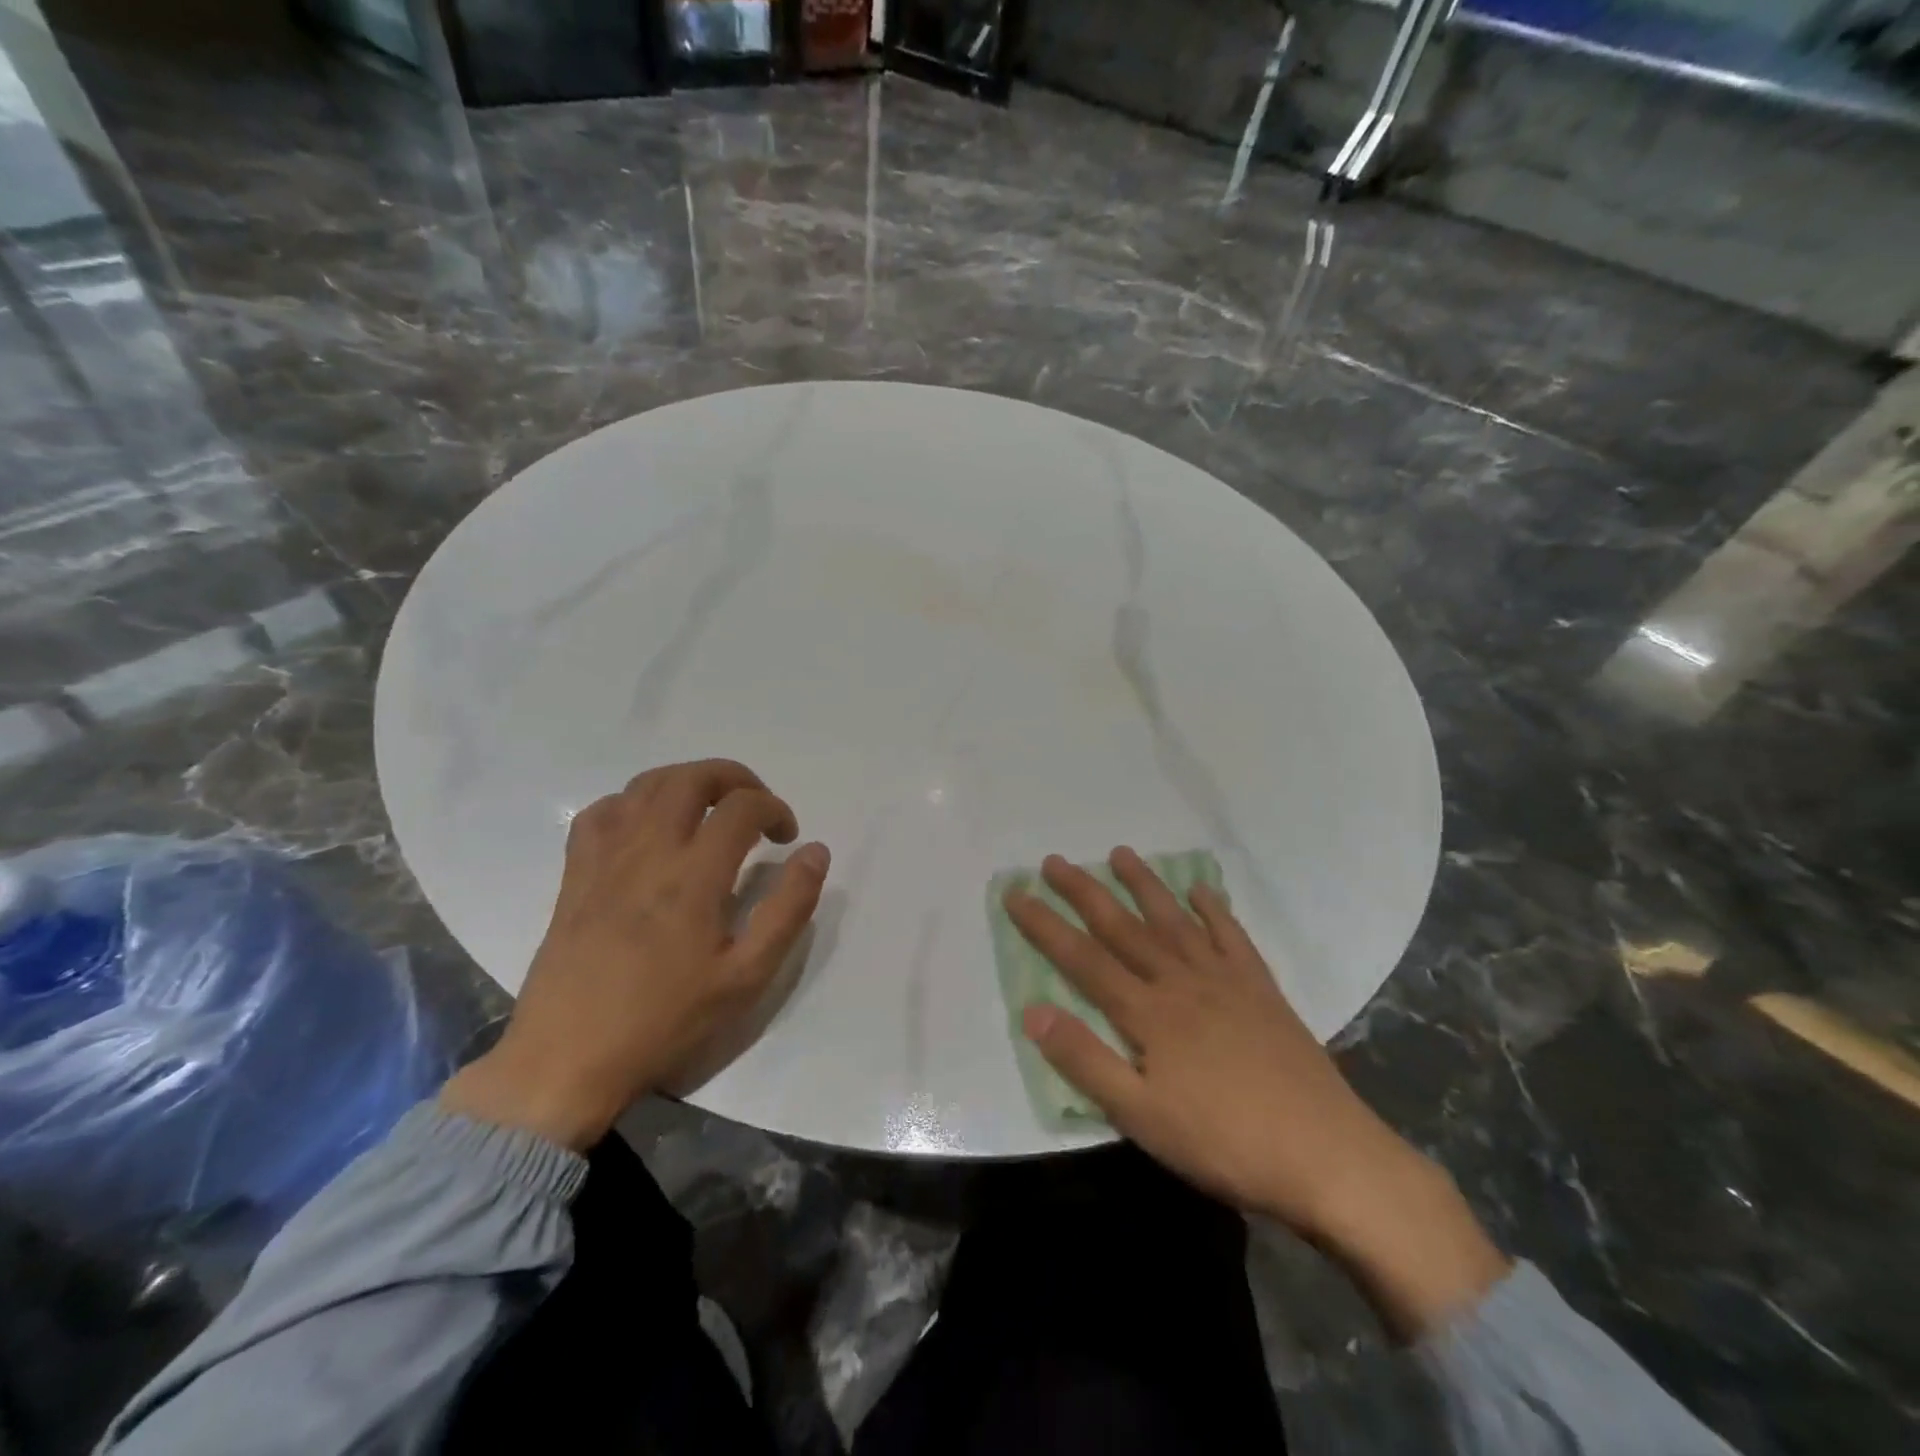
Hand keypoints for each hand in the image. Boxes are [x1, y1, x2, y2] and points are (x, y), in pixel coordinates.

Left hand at [441, 759, 829, 1150]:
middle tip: (755, 807)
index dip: (775, 809)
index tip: (786, 838)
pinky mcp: (575, 874)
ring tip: (709, 810)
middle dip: (735, 778)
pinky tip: (648, 829)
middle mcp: (647, 851)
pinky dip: (633, 803)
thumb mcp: (746, 977)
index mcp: (693, 875)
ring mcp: (605, 858)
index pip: (742, 807)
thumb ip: (789, 908)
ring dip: (687, 782)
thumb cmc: (665, 1020)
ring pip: (646, 785)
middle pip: (692, 778)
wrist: (566, 1060)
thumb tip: (815, 852)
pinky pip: (601, 812)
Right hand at [1005, 849, 1507, 1337]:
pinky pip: (1232, 938)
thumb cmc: (1225, 1143)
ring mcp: (1226, 981)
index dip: (1045, 925)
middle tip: (1055, 860)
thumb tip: (1032, 1010)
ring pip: (1174, 921)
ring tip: (1120, 854)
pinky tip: (1203, 891)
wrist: (1327, 1157)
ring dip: (1145, 885)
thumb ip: (1086, 1061)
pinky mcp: (1262, 991)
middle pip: (1123, 928)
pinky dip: (1215, 911)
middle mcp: (1182, 982)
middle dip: (1084, 892)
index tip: (1015, 893)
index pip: (1083, 960)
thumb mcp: (1142, 1117)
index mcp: (1149, 1014)